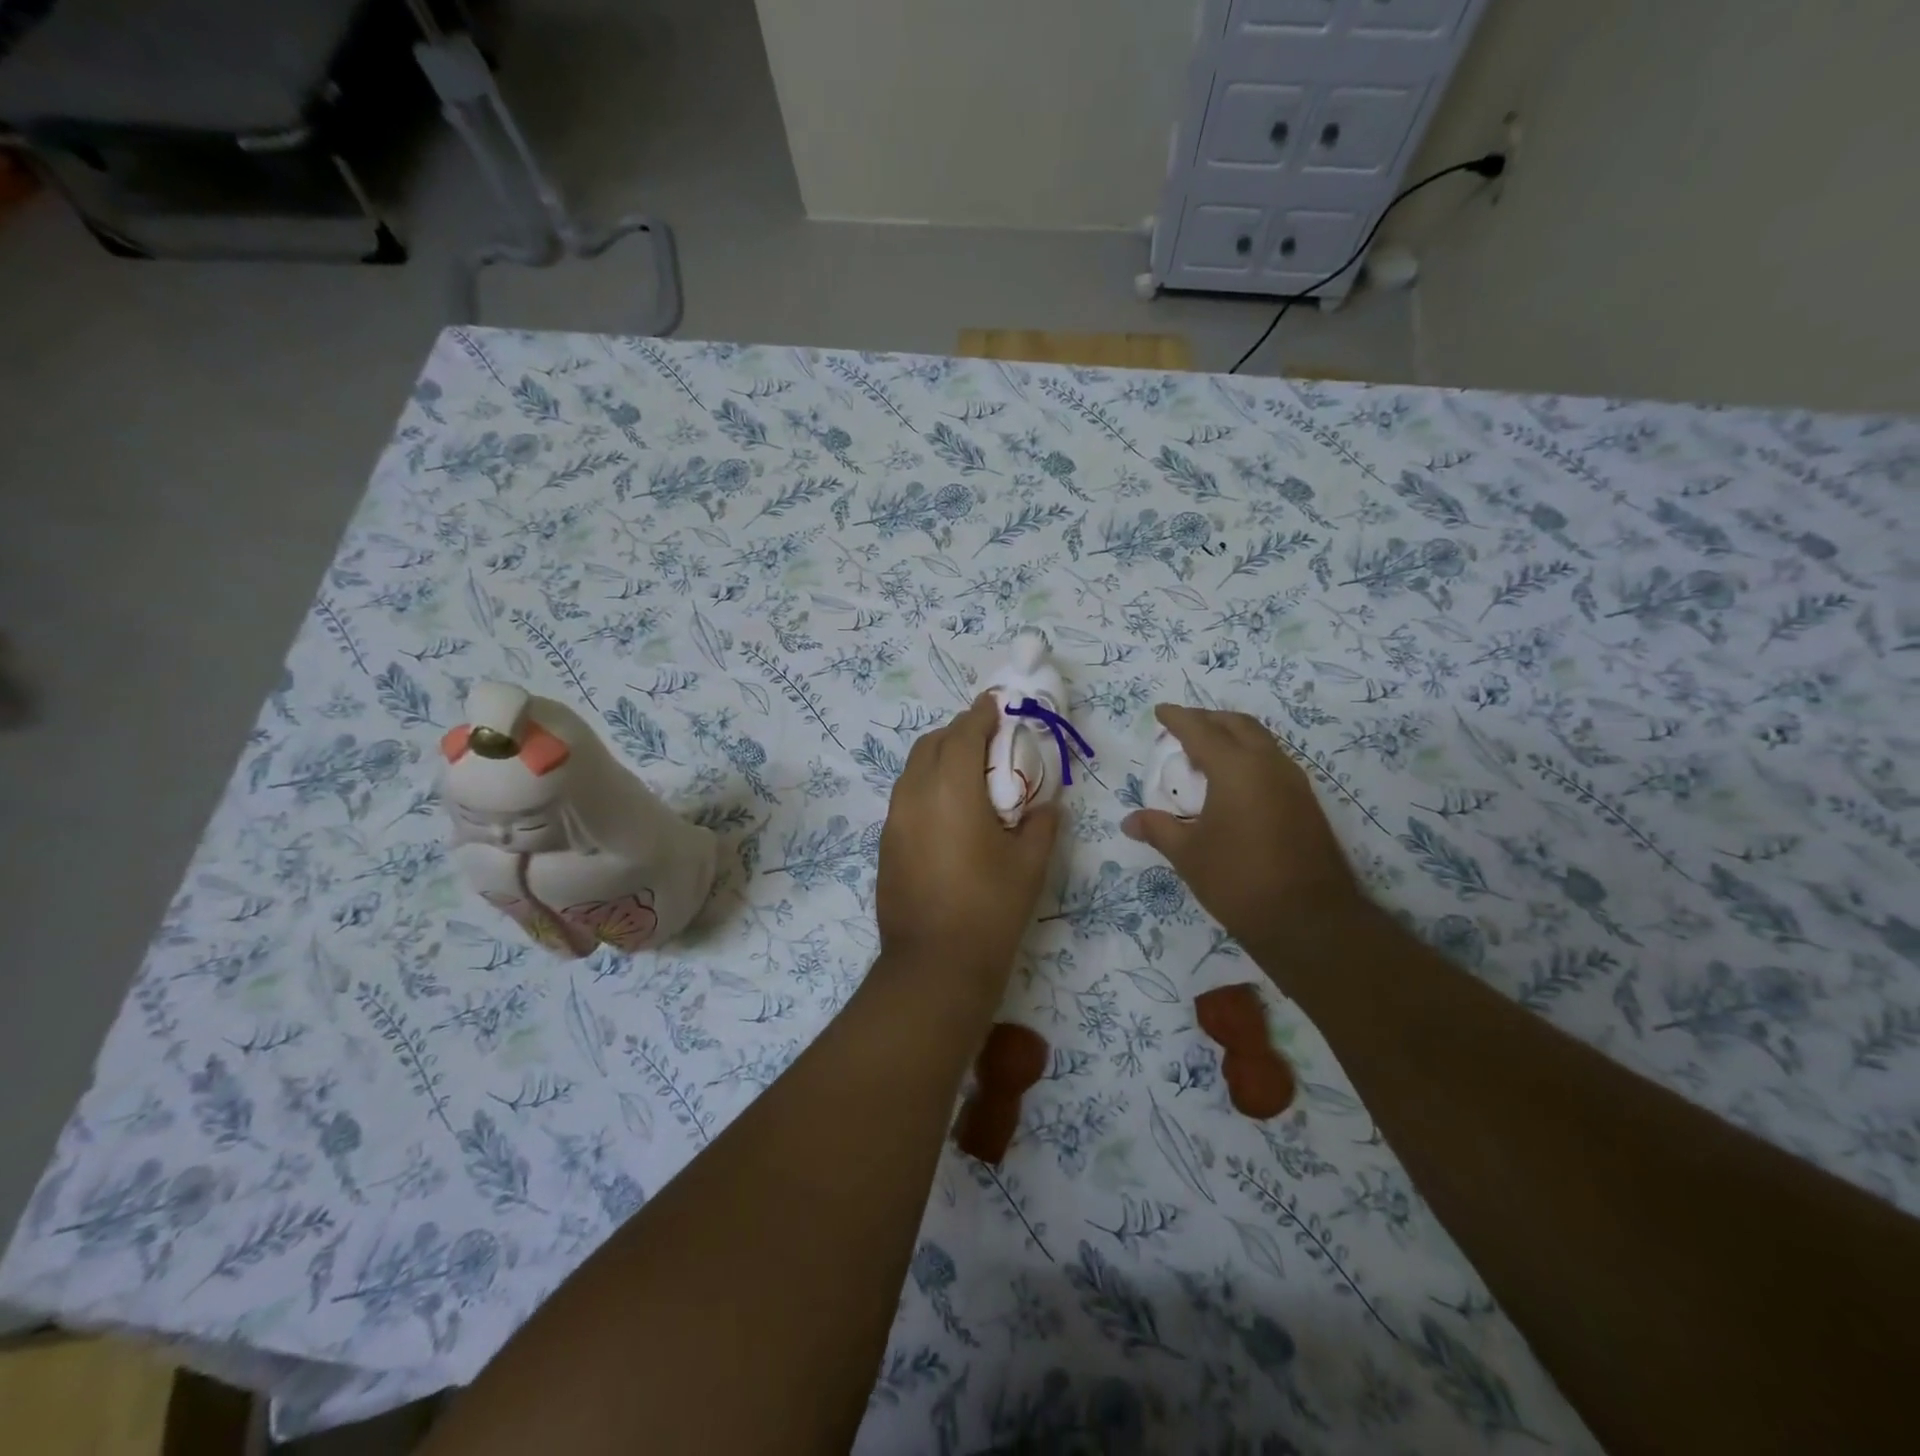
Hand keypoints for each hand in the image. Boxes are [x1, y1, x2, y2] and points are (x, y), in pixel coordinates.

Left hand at [876, 695, 1059, 995]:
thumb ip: (1041, 824)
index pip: (963, 733)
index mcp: (951, 790)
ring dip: (938, 757)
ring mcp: (894, 820)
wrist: (934, 965)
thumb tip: (1045, 805)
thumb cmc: (990, 909)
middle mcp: (915, 795)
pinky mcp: (886, 844)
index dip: (981, 714)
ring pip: (912, 769)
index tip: (996, 704)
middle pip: (931, 744)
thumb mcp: (1029, 864)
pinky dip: (926, 784)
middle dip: (958, 732)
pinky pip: (905, 796)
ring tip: (968, 772)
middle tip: (987, 740)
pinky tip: (948, 809)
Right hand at [1122, 705, 1366, 964]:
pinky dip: (1248, 757)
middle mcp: (1268, 764)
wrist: (1310, 920)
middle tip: (1183, 728)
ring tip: (1205, 755)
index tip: (1160, 711)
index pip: (1200, 730)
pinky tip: (1233, 783)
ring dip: (1232, 737)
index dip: (1177, 718)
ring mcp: (1293, 782)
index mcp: (1236, 768)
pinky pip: (1272, 761)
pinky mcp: (1306, 802)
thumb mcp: (1189, 855)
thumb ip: (1158, 830)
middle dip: (1208, 720)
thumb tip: (1129, 821)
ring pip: (1260, 741)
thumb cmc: (1239, 881)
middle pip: (1237, 725)